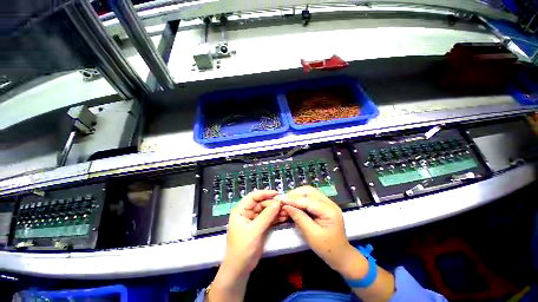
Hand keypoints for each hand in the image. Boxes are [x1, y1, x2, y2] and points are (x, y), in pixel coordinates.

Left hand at [209, 190, 283, 301]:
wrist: (240, 268)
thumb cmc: (243, 248)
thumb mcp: (255, 230)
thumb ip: (267, 215)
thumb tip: (278, 202)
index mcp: (241, 210)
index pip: (253, 196)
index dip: (264, 193)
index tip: (276, 193)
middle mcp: (247, 212)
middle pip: (262, 203)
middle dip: (273, 204)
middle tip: (285, 205)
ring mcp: (254, 219)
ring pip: (267, 211)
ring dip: (276, 211)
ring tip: (286, 212)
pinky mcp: (260, 226)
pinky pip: (269, 218)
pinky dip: (276, 217)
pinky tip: (284, 217)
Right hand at [281, 186, 367, 279]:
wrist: (341, 255)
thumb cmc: (327, 248)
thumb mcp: (311, 235)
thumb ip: (299, 218)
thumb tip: (286, 206)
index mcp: (329, 211)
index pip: (308, 200)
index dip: (293, 199)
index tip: (281, 199)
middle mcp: (329, 203)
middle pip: (309, 191)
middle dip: (295, 194)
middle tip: (283, 199)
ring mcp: (327, 203)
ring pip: (309, 192)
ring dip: (297, 194)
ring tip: (287, 200)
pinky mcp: (324, 205)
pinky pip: (310, 196)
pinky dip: (300, 197)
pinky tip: (294, 201)